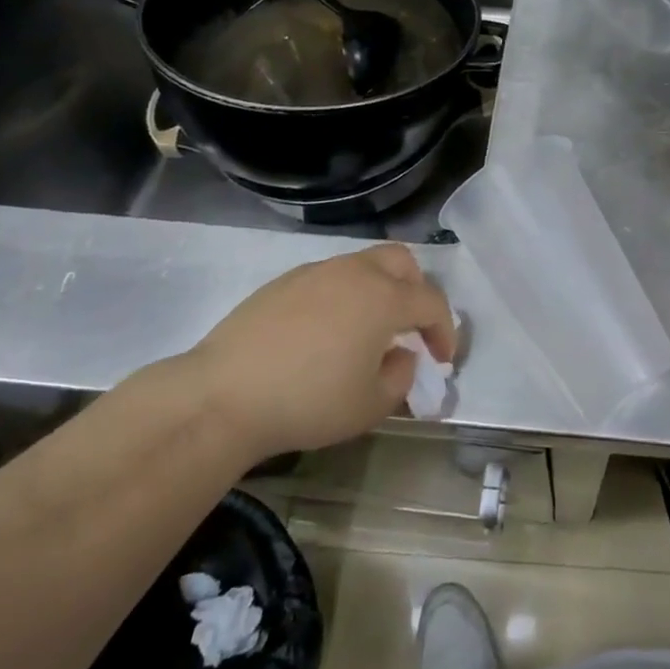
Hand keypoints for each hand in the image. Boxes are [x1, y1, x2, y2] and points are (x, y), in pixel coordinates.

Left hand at [188, 244, 455, 461]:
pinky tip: (326, 332)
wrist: (224, 395)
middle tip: (411, 327)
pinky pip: (330, 278)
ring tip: (368, 331)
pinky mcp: (285, 281)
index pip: (431, 302)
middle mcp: (356, 272)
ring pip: (364, 265)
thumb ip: (400, 377)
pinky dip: (344, 296)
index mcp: (384, 297)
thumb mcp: (369, 406)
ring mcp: (318, 272)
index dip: (445, 330)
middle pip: (403, 263)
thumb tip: (402, 355)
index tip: (443, 359)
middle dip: (417, 291)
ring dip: (379, 290)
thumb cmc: (308, 402)